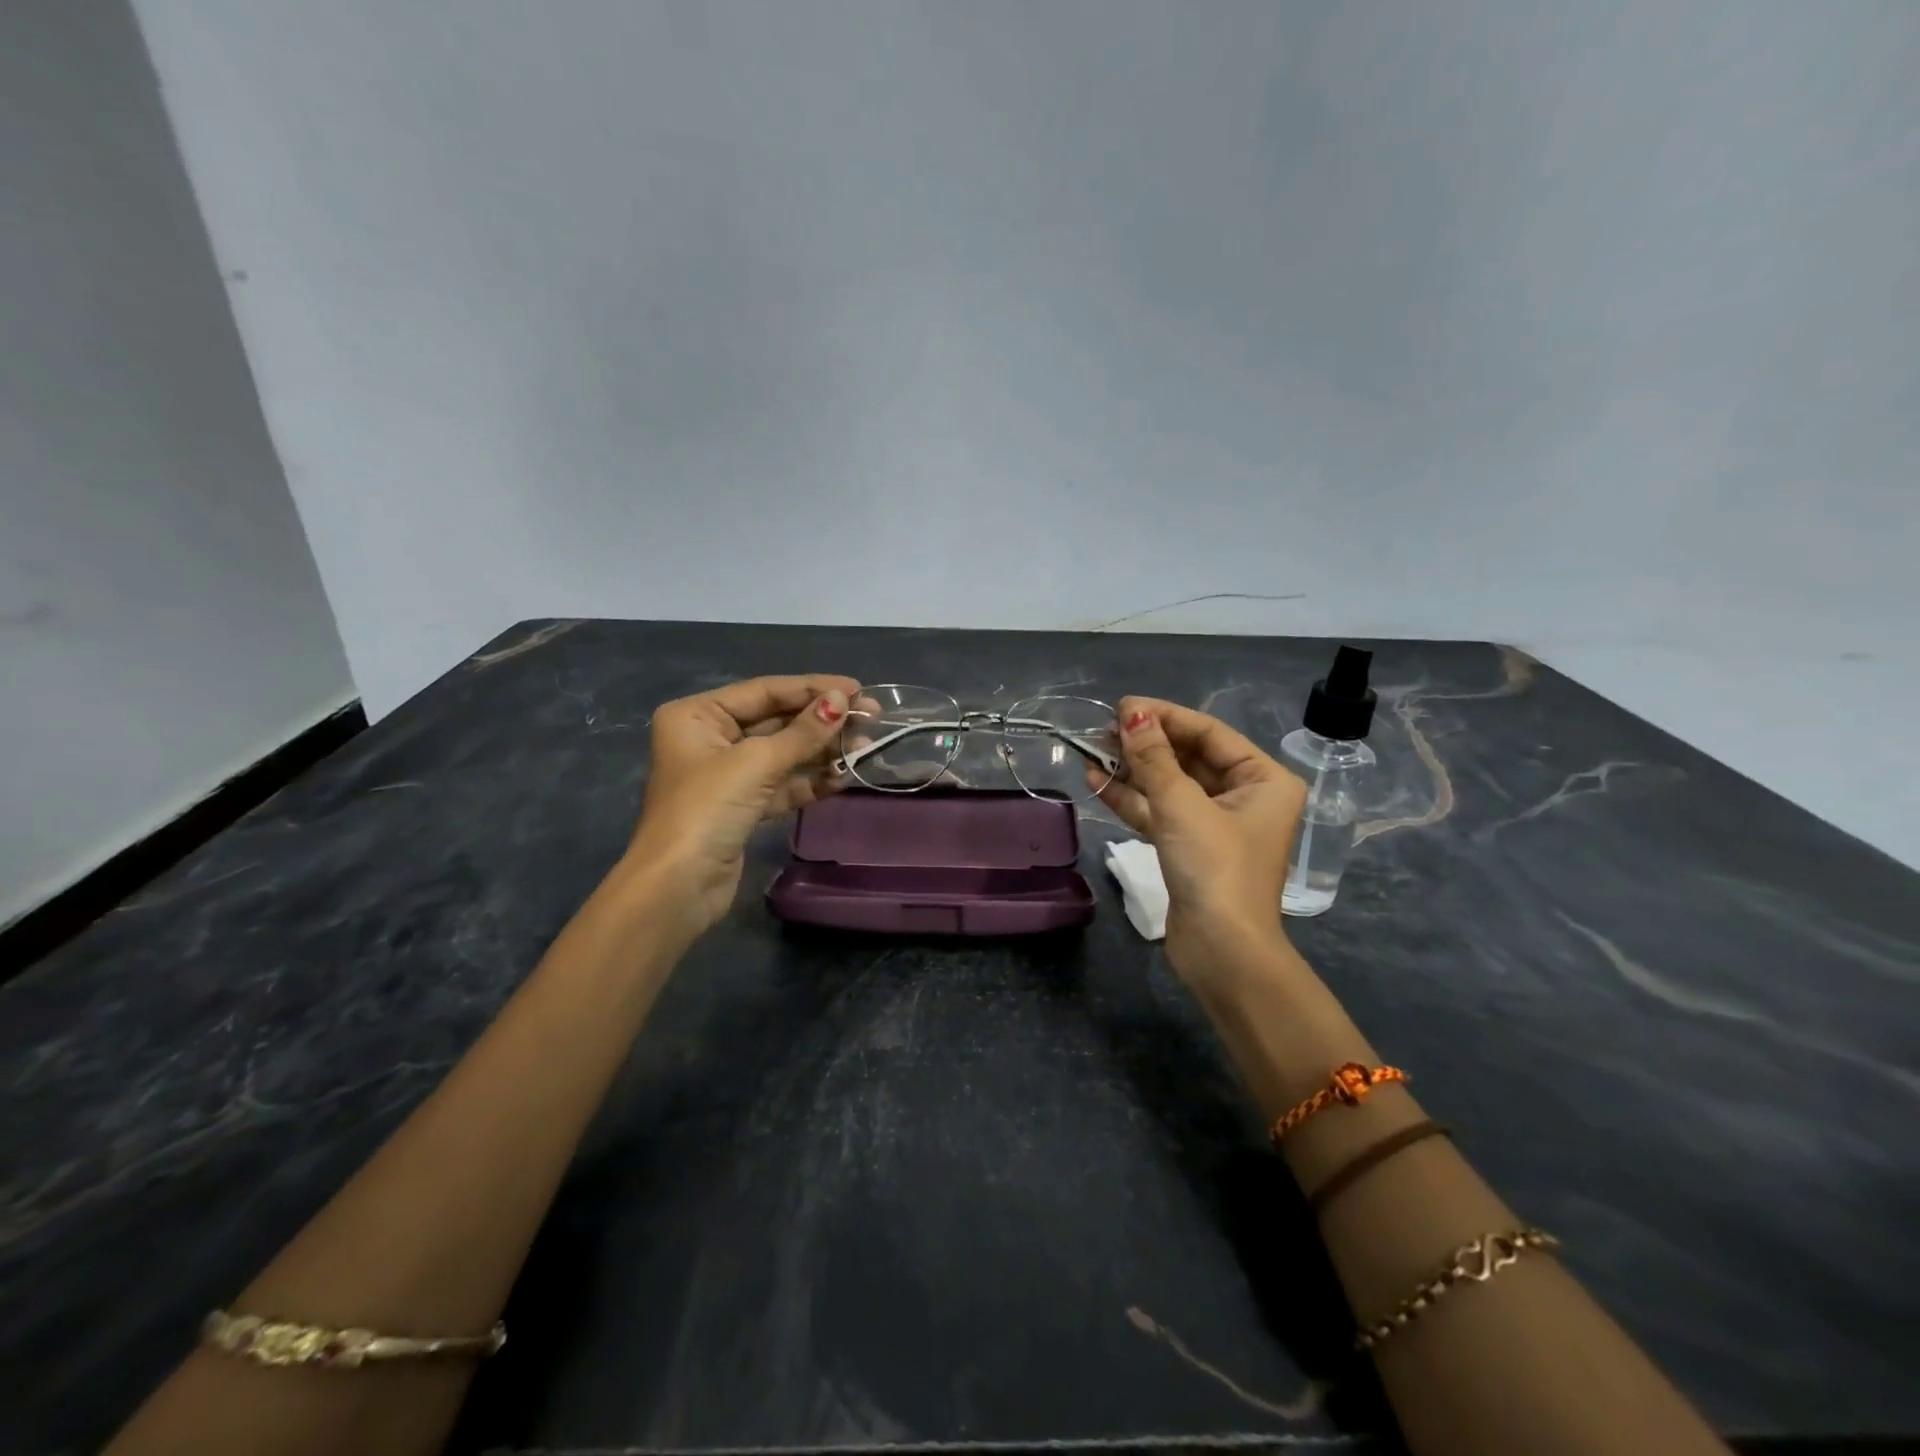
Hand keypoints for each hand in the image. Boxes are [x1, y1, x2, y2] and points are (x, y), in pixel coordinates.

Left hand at [625, 674, 858, 938]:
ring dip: (822, 751)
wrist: (677, 888)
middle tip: (871, 719)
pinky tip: (843, 777)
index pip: (765, 691)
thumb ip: (803, 732)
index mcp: (698, 715)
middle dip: (822, 721)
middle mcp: (710, 738)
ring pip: (784, 753)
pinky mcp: (743, 806)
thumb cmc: (707, 810)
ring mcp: (727, 775)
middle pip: (776, 720)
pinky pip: (783, 783)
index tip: (858, 689)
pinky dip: (811, 781)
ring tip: (865, 748)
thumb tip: (842, 701)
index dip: (813, 688)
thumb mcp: (757, 763)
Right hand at [1090, 697, 1306, 981]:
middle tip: (1101, 730)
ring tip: (1091, 752)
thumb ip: (1154, 758)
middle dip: (1144, 744)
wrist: (1222, 953)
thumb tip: (1131, 713)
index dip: (1164, 717)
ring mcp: (1216, 823)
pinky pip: (1160, 811)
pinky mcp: (1190, 847)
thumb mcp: (1182, 805)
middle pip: (1188, 757)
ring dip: (1132, 770)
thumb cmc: (1215, 869)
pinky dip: (1131, 798)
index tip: (1122, 705)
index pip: (1209, 733)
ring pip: (1169, 785)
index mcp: (1264, 779)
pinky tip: (1097, 782)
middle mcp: (1245, 796)